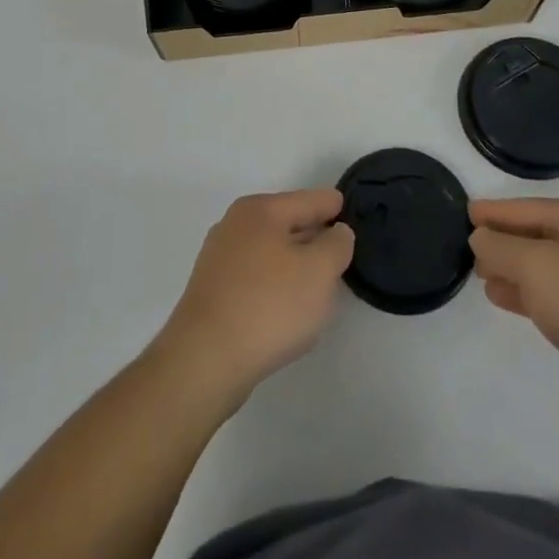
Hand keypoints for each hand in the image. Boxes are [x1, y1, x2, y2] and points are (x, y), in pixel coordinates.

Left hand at [153, 190, 354, 408]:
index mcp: (260, 210)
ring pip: (270, 250)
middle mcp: (235, 224)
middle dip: (314, 234)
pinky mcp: (212, 290)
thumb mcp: (319, 271)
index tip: (353, 213)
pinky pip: (255, 276)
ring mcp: (219, 257)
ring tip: (319, 281)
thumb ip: (336, 244)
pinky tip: (286, 306)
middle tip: (341, 250)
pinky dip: (275, 283)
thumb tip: (336, 232)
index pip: (309, 200)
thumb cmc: (269, 306)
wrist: (205, 359)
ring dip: (294, 261)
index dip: (335, 206)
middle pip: (287, 222)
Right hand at [470, 198, 558, 429]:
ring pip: (546, 266)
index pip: (522, 207)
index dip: (492, 213)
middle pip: (535, 234)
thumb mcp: (535, 266)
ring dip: (515, 271)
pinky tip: (511, 302)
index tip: (463, 216)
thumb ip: (499, 248)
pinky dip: (533, 295)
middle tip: (469, 253)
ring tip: (484, 279)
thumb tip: (480, 239)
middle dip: (502, 243)